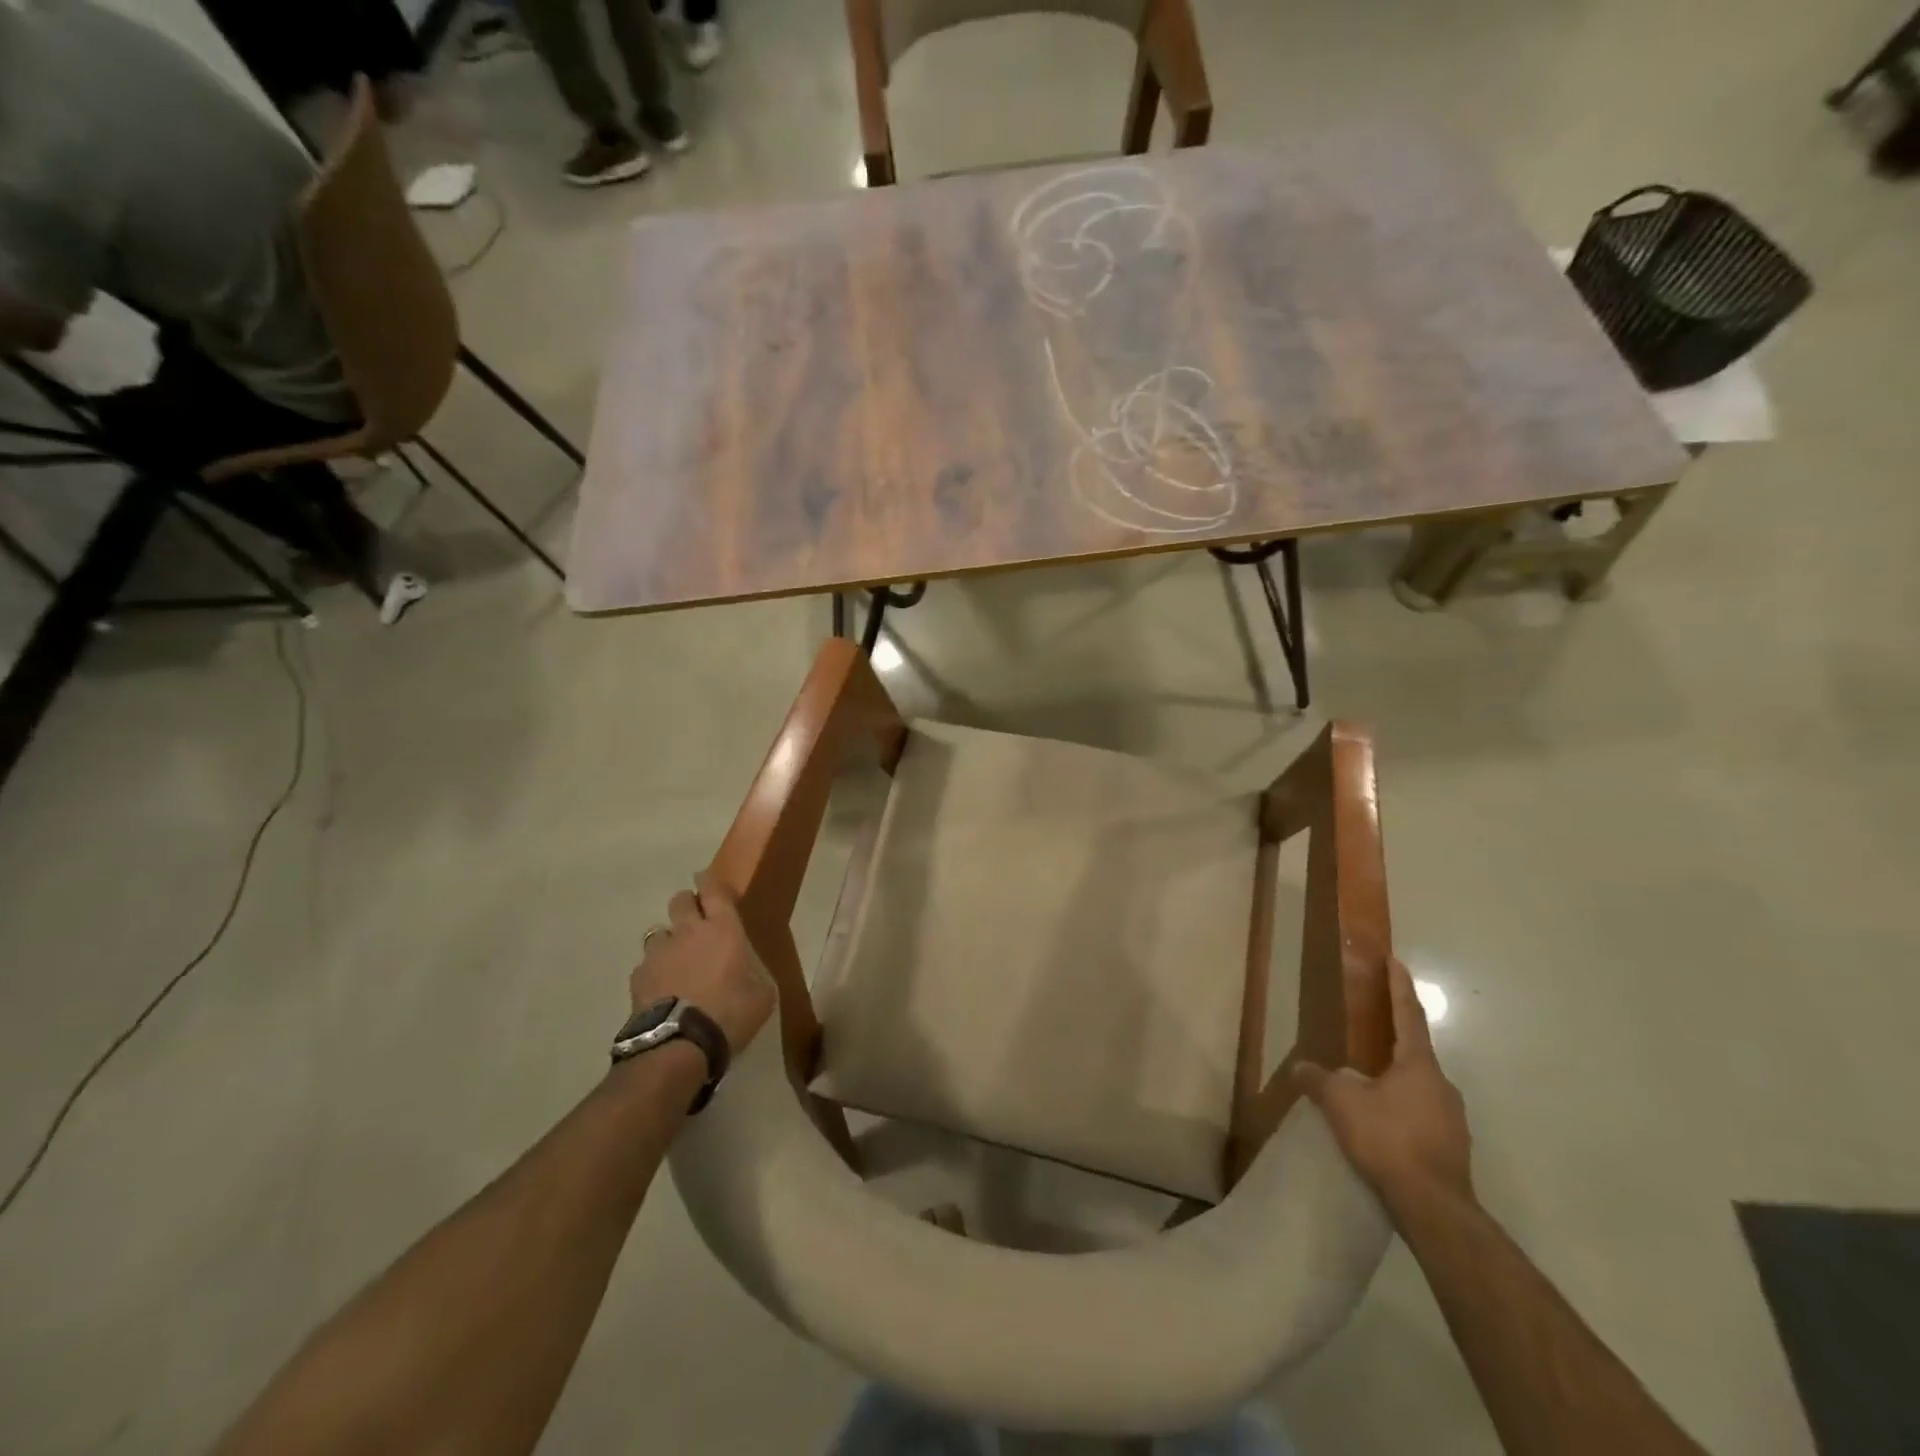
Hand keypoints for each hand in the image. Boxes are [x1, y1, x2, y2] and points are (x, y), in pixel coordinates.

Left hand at [629, 871, 775, 1055]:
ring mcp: (659, 953)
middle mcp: (689, 931)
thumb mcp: (762, 994)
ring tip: (676, 962)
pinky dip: (654, 972)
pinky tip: (661, 991)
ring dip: (669, 941)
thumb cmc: (729, 1014)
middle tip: (696, 921)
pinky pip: (646, 965)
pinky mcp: (638, 977)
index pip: (714, 890)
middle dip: (687, 904)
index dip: (710, 881)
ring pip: (659, 932)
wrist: (678, 1045)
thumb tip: (746, 967)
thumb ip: (754, 971)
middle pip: (680, 900)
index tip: (707, 879)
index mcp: (724, 929)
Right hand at [1291, 957, 1471, 1208]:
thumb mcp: (1341, 1103)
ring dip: (1397, 1079)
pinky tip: (1384, 1124)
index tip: (1397, 962)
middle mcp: (1442, 1085)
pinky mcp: (1452, 1148)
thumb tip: (1300, 1067)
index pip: (1408, 1015)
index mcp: (1418, 1065)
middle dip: (1395, 1039)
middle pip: (1416, 1053)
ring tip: (1370, 1084)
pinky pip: (1423, 1115)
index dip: (1399, 987)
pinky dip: (1403, 1109)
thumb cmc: (1388, 1139)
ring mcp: (1452, 1119)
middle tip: (1373, 1030)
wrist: (1434, 1207)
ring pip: (1420, 1087)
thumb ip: (1319, 1079)